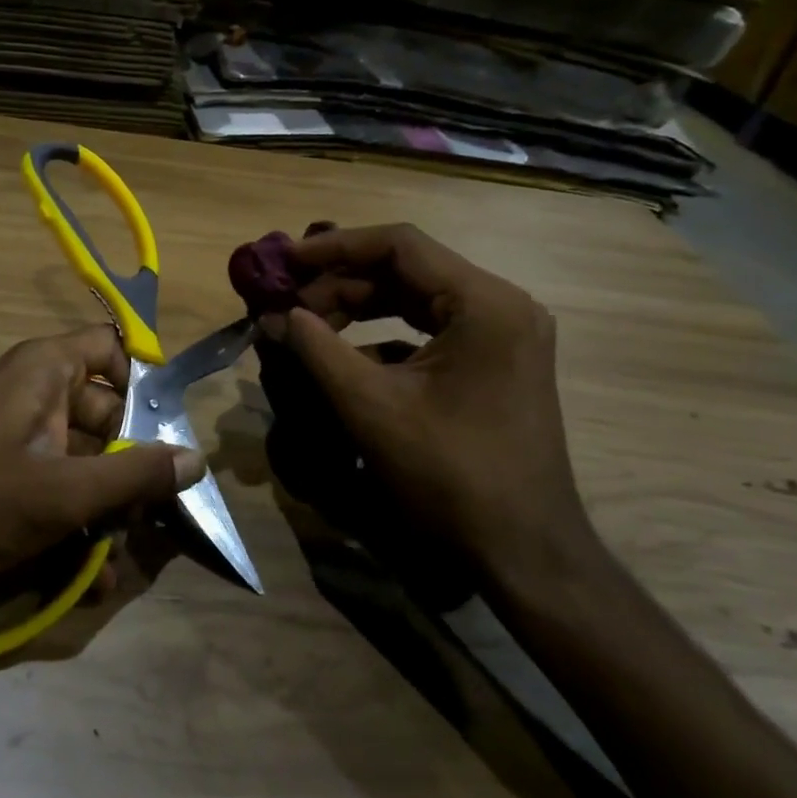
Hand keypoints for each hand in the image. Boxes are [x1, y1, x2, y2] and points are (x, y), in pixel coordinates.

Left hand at [0, 324, 203, 593]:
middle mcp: (30, 389)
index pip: (112, 348)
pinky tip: (88, 573)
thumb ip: (135, 476)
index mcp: (46, 370)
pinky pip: (49, 479)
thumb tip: (197, 459)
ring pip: (79, 455)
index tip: (168, 435)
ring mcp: (11, 431)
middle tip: (155, 511)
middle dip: (131, 464)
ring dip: (103, 503)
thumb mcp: (63, 493)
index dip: (144, 384)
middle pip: (103, 410)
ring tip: (122, 554)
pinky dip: (69, 515)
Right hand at [258, 224, 592, 587]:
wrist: (524, 552)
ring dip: (359, 308)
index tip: (286, 261)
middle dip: (341, 284)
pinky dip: (383, 336)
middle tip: (288, 304)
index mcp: (483, 302)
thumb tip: (272, 316)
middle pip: (407, 270)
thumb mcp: (370, 407)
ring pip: (416, 299)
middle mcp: (501, 305)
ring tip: (307, 326)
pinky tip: (343, 359)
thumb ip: (316, 349)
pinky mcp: (495, 363)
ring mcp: (503, 335)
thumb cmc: (450, 475)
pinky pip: (430, 331)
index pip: (400, 245)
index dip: (335, 247)